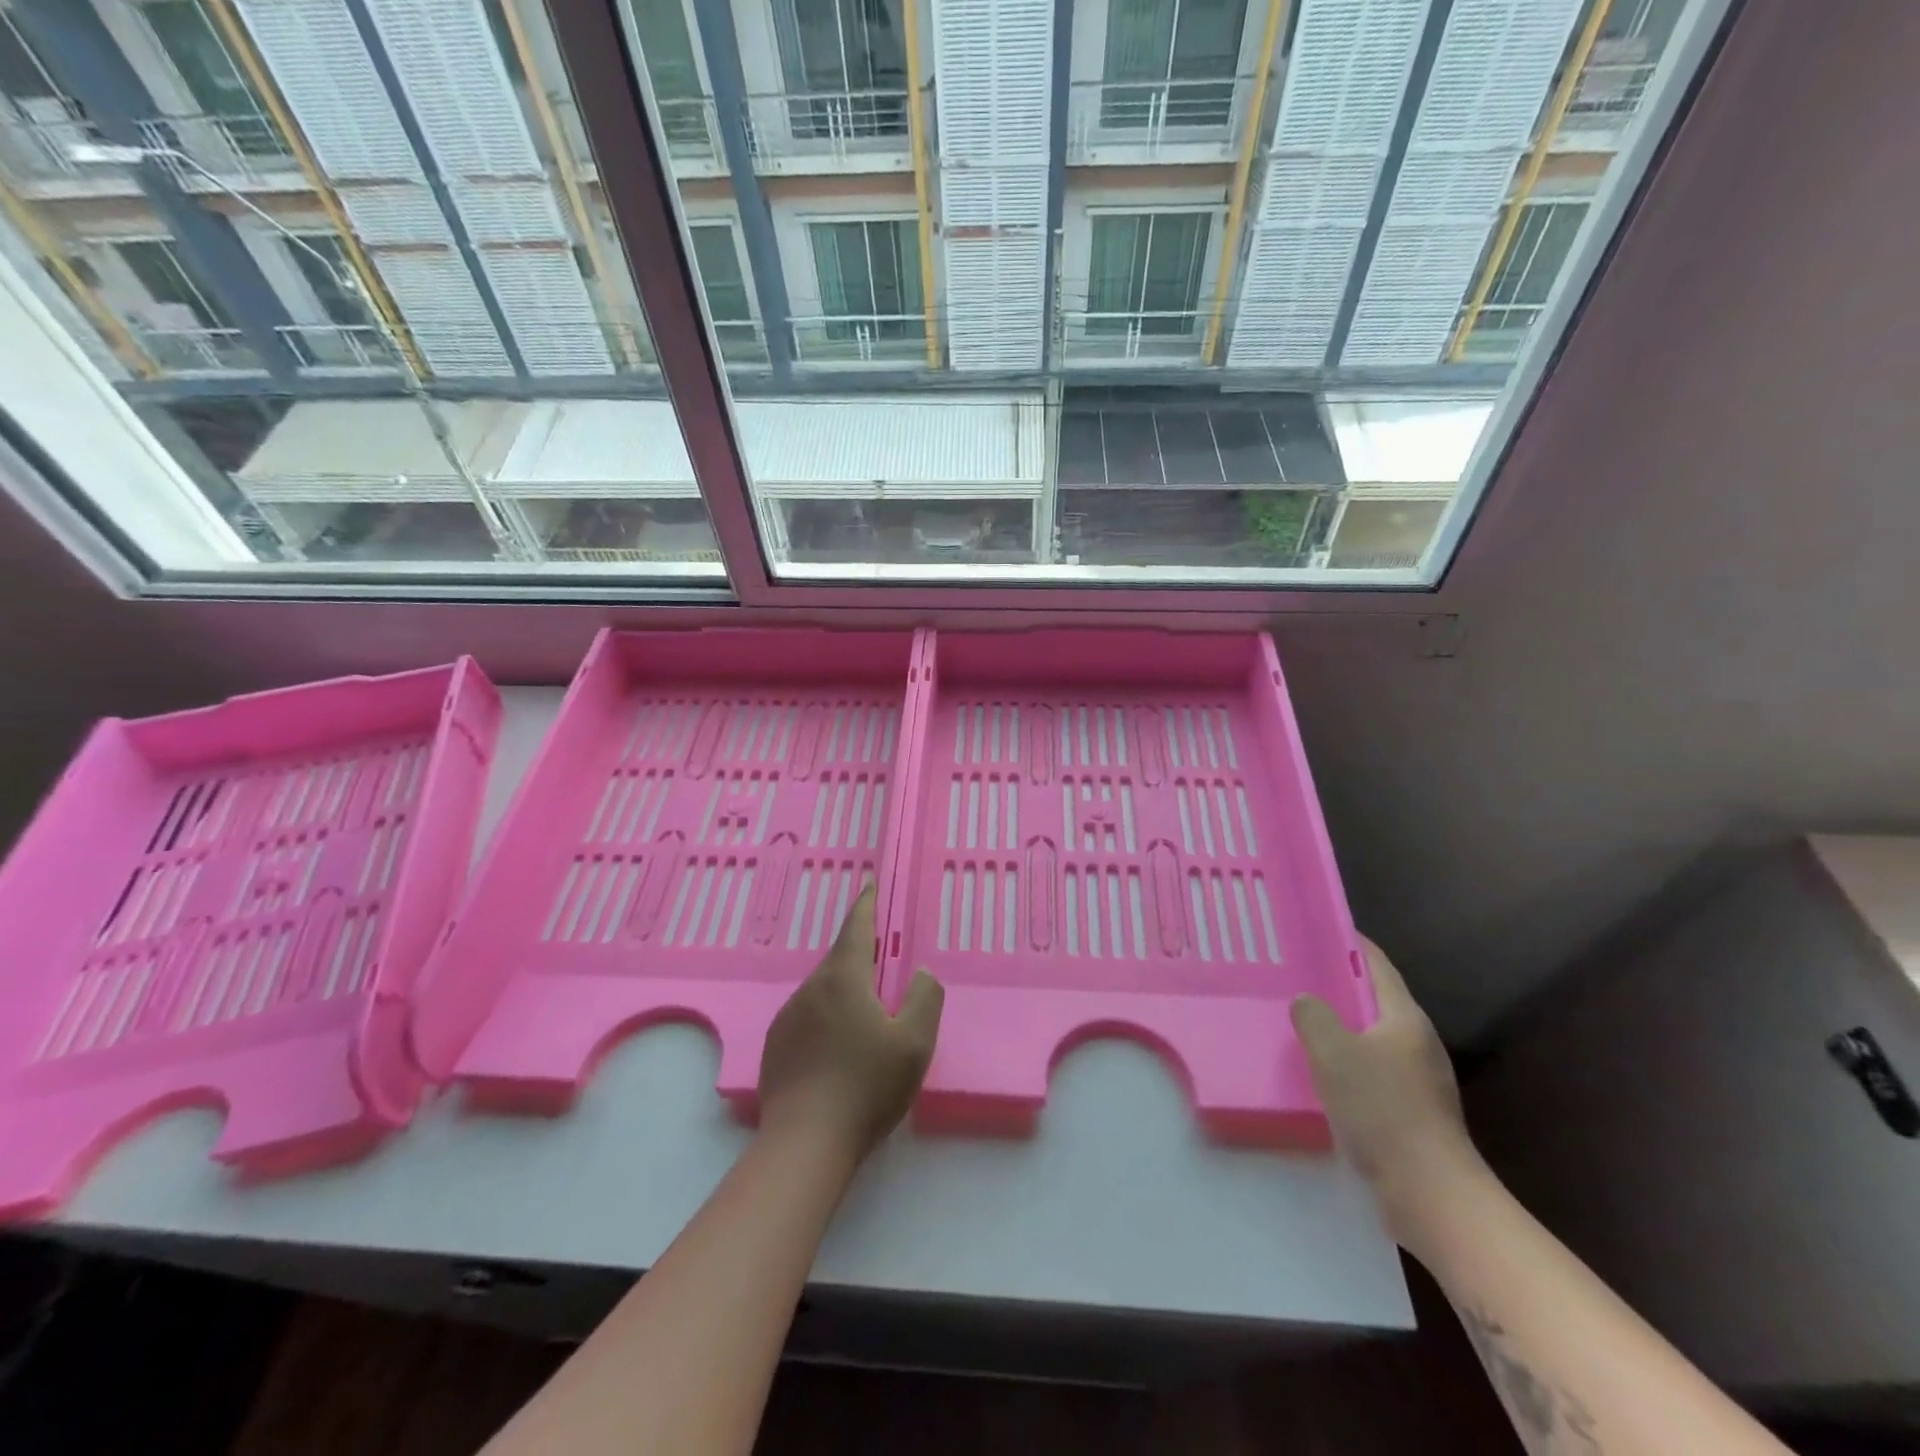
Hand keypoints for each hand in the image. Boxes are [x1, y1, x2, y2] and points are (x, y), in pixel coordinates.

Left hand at [757, 884, 944, 1162]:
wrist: (804, 1144)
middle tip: (883, 960)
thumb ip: (924, 998)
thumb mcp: (914, 1043)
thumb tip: (919, 974)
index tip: (870, 885)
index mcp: (843, 978)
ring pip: (823, 989)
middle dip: (860, 952)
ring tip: (865, 1013)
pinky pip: (808, 1016)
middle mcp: (811, 988)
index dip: (867, 904)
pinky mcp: (776, 1046)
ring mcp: (788, 1017)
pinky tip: (838, 1048)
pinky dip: (827, 1017)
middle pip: (839, 958)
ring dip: (844, 989)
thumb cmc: (866, 1087)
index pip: (856, 927)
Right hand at [1291, 938, 1485, 1241]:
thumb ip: (1314, 1017)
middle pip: (1375, 999)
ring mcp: (1419, 1078)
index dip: (1351, 943)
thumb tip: (1306, 1002)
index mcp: (1405, 1018)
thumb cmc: (1382, 1110)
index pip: (1377, 965)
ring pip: (1373, 1036)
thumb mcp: (1334, 1053)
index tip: (1321, 927)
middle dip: (1340, 984)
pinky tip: (1322, 1071)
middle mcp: (1417, 1041)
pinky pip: (1373, 1068)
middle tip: (1299, 974)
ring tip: (1302, 1020)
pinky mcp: (1413, 1110)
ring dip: (1342, 1025)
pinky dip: (1348, 1059)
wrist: (1430, 1193)